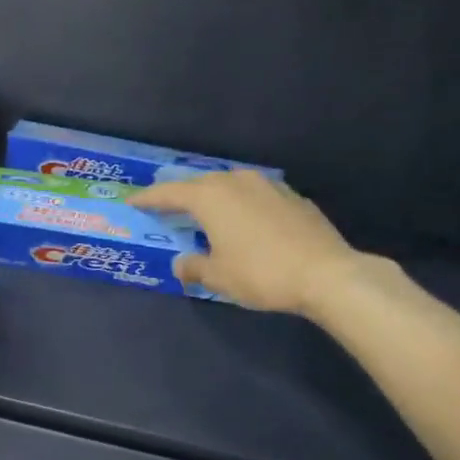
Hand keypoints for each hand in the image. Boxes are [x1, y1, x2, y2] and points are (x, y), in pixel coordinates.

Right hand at [129, 171, 371, 318]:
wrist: (326, 274)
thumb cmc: (261, 273)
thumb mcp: (218, 277)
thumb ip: (194, 267)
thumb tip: (182, 263)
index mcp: (211, 198)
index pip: (170, 193)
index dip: (149, 198)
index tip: (133, 201)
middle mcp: (237, 182)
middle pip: (200, 184)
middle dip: (181, 195)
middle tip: (167, 206)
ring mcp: (269, 186)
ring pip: (230, 185)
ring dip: (214, 197)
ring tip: (205, 211)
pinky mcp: (293, 197)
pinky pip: (254, 195)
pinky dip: (241, 205)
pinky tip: (243, 221)